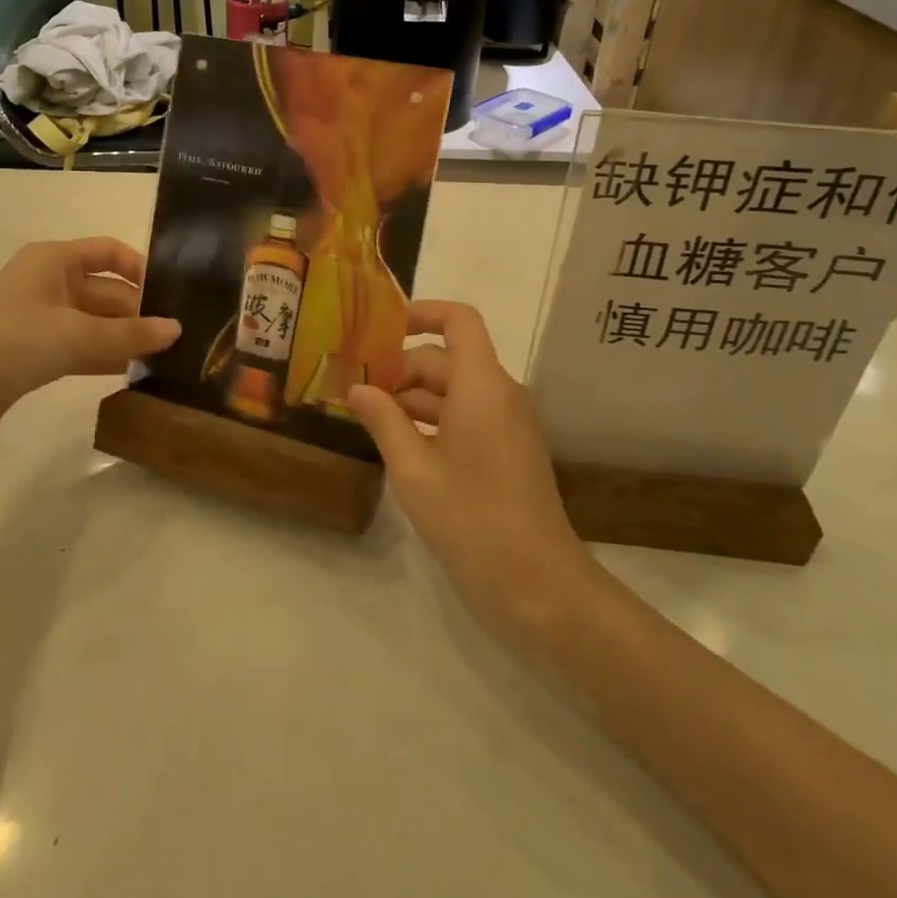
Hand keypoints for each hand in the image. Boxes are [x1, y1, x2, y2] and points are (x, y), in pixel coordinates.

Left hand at [0, 237, 178, 447]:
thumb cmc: (14, 342)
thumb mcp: (78, 336)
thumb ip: (131, 334)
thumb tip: (176, 330)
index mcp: (53, 260)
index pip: (108, 251)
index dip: (139, 268)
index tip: (168, 294)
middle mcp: (46, 280)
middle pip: (103, 289)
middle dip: (135, 311)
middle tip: (171, 335)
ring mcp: (37, 316)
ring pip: (92, 320)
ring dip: (121, 336)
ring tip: (159, 355)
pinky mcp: (30, 349)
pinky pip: (77, 343)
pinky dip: (101, 353)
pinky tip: (128, 371)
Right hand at [349, 302, 596, 639]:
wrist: (539, 585)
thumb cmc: (471, 519)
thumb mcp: (413, 469)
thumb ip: (383, 420)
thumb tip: (357, 389)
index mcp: (482, 385)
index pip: (459, 321)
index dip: (423, 312)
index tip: (382, 330)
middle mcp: (501, 393)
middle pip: (448, 359)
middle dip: (402, 369)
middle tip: (357, 392)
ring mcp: (510, 423)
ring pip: (457, 390)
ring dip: (415, 398)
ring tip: (370, 420)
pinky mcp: (511, 449)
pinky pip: (470, 415)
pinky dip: (436, 420)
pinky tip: (403, 445)